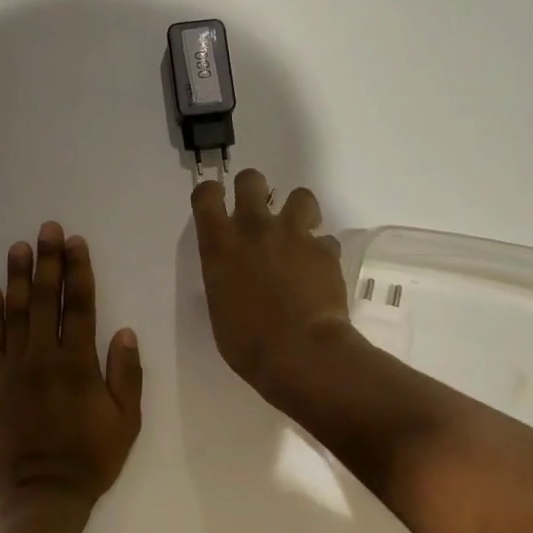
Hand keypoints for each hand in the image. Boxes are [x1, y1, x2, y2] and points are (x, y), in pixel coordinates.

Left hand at [0, 222, 142, 514]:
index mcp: (79, 364)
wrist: (40, 497)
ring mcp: (14, 370)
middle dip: (48, 262)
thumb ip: (126, 375)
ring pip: (15, 314)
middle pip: (46, 300)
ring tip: (19, 247)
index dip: (79, 271)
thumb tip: (123, 331)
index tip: (76, 243)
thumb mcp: (126, 422)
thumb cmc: (90, 460)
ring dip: (18, 278)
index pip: (80, 306)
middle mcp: (44, 358)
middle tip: (48, 229)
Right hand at [191, 169, 358, 400]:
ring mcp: (294, 235)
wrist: (300, 353)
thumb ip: (225, 276)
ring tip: (298, 233)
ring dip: (298, 211)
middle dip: (253, 189)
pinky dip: (321, 252)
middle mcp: (254, 229)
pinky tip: (319, 272)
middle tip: (258, 212)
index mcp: (220, 245)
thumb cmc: (247, 342)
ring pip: (300, 196)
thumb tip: (237, 273)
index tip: (216, 202)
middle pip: (251, 180)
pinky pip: (325, 239)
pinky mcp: (326, 250)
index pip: (206, 195)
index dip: (211, 194)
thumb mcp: (220, 306)